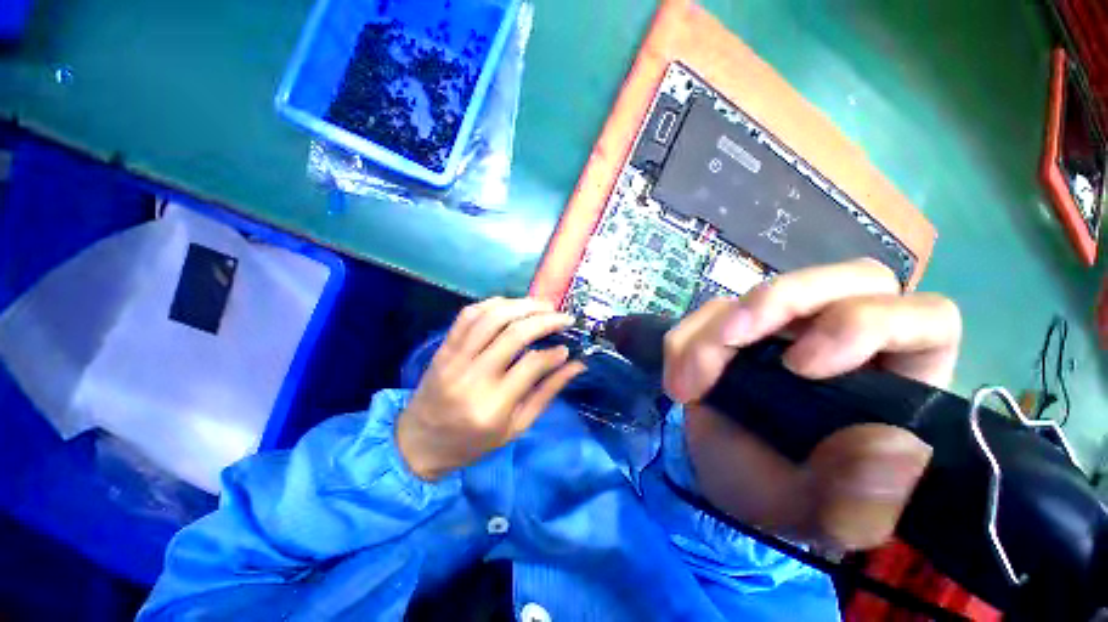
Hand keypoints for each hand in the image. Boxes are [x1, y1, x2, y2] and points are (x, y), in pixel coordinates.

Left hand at [396, 298, 585, 480]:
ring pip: (491, 317)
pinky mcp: (443, 348)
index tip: (567, 346)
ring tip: (543, 306)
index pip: (532, 365)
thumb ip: (548, 393)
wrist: (419, 443)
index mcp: (493, 406)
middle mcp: (472, 377)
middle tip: (563, 317)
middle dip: (544, 319)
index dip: (554, 352)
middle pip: (513, 334)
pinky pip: (468, 315)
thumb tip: (577, 365)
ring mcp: (454, 359)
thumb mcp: (517, 427)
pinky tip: (511, 305)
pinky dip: (493, 303)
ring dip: (522, 305)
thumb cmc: (473, 443)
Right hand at [664, 259, 961, 550]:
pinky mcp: (739, 326)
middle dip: (780, 301)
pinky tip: (678, 383)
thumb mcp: (822, 515)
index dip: (866, 322)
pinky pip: (710, 311)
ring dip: (712, 331)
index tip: (800, 367)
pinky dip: (685, 341)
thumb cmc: (785, 496)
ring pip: (764, 290)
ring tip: (687, 386)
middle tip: (729, 340)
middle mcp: (848, 339)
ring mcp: (787, 327)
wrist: (725, 479)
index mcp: (900, 379)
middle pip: (844, 279)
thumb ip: (860, 501)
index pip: (924, 317)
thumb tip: (895, 450)